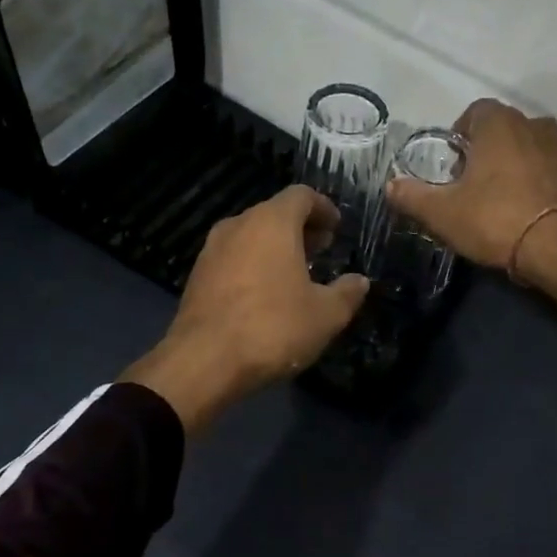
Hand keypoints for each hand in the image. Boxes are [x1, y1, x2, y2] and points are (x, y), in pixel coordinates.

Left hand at [122, 186, 368, 433]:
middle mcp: (238, 225)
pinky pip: (233, 257)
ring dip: (275, 247)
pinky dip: (253, 264)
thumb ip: (347, 293)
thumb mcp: (326, 315)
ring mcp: (212, 250)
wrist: (204, 361)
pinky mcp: (197, 276)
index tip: (336, 228)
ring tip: (296, 273)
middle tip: (322, 249)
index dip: (323, 207)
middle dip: (301, 228)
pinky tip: (265, 293)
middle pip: (274, 213)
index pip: (301, 196)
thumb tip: (359, 281)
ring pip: (251, 235)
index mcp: (272, 222)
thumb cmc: (273, 328)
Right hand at [384, 99, 556, 314]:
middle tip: (472, 185)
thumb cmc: (495, 220)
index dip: (459, 136)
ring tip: (502, 200)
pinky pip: (552, 172)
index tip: (453, 166)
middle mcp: (535, 126)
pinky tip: (528, 212)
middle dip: (487, 151)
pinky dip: (539, 183)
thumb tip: (390, 186)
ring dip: (515, 166)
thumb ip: (412, 196)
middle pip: (503, 129)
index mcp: (500, 124)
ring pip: (530, 149)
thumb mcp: (442, 213)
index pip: (474, 111)